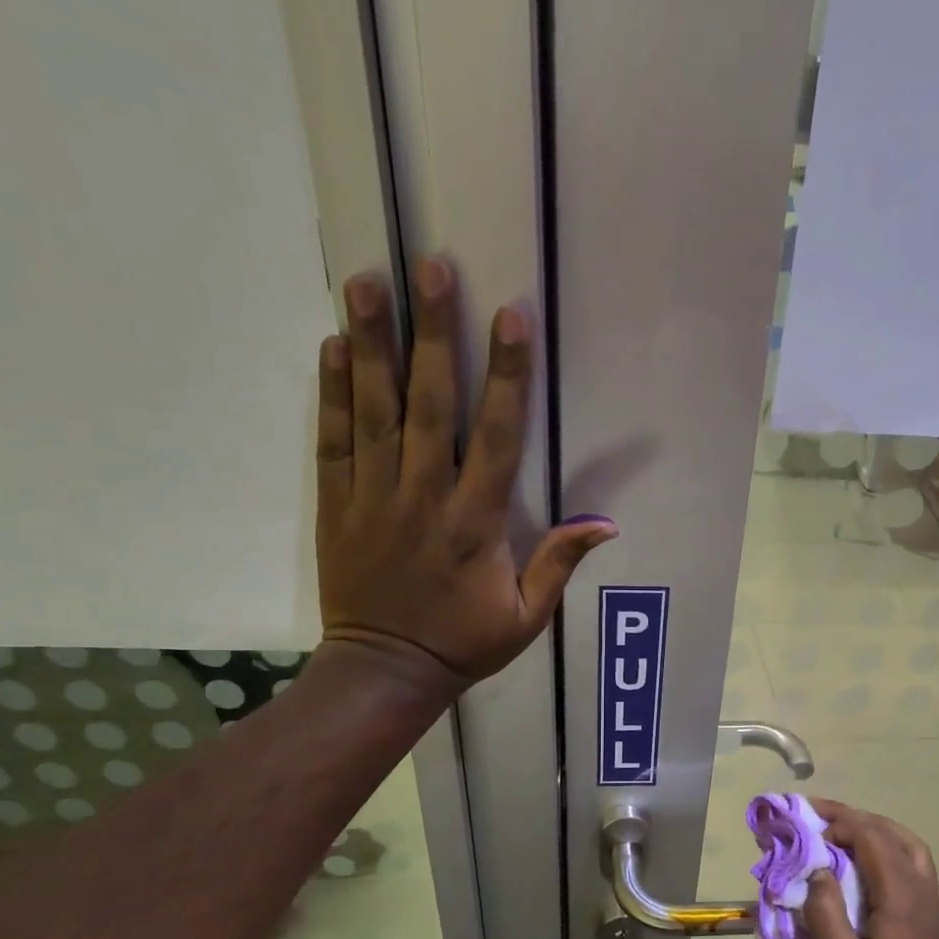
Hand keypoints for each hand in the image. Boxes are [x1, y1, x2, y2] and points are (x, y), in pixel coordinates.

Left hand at [316, 259, 616, 681]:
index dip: (506, 375)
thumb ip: (559, 563)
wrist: (385, 670)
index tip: (511, 316)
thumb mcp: (527, 616)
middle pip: (428, 404)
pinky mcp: (337, 505)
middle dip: (433, 333)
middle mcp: (423, 497)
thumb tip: (607, 524)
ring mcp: (373, 497)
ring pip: (373, 410)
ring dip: (371, 344)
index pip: (494, 436)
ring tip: (368, 282)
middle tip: (430, 267)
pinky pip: (333, 441)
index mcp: (475, 523)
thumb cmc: (464, 643)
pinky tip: (334, 347)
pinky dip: (332, 393)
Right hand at [801, 801, 938, 938]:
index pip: (870, 837)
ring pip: (909, 847)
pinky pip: (917, 868)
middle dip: (854, 818)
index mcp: (900, 897)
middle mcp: (922, 891)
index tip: (805, 820)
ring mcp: (933, 904)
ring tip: (844, 834)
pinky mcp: (935, 920)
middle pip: (891, 834)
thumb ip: (825, 914)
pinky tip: (875, 870)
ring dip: (876, 831)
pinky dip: (892, 853)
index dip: (838, 822)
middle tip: (819, 816)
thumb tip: (819, 872)